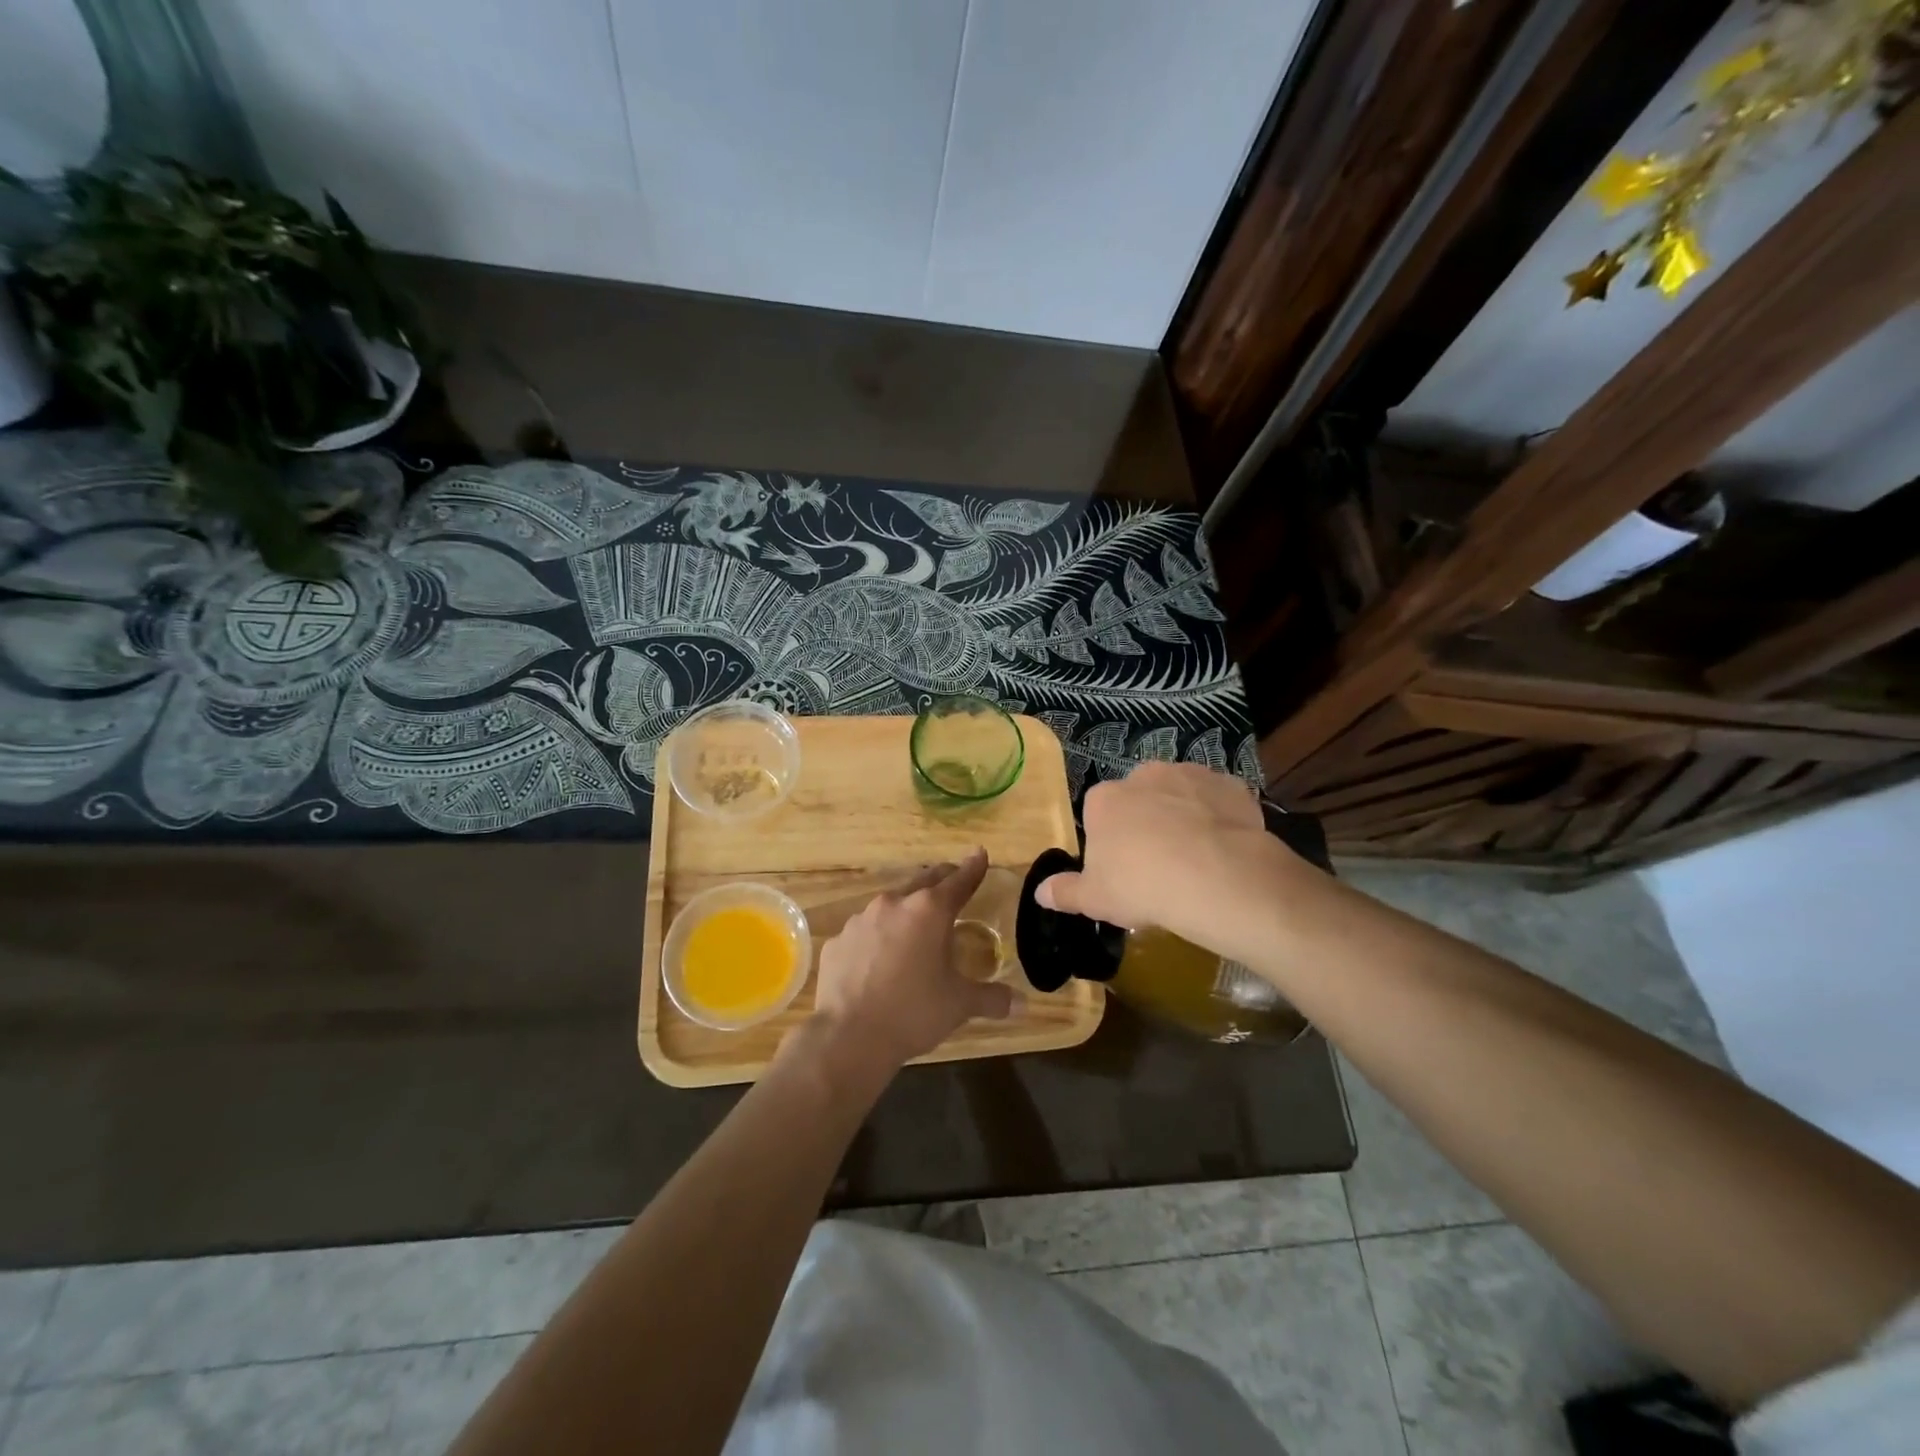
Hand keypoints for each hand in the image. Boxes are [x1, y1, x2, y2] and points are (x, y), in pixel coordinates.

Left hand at [807, 848, 1013, 1080]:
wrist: (848, 1037)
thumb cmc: (913, 1012)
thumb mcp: (959, 1005)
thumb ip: (992, 998)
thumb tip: (1021, 1004)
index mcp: (929, 911)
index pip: (959, 880)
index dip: (973, 867)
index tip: (979, 854)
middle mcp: (894, 904)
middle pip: (923, 883)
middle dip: (941, 881)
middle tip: (953, 883)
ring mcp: (860, 921)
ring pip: (890, 905)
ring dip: (906, 911)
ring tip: (915, 929)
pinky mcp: (838, 942)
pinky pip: (864, 932)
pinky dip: (876, 938)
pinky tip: (878, 960)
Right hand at [1036, 762, 1299, 950]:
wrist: (1215, 879)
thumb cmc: (1141, 886)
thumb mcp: (1094, 899)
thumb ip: (1064, 892)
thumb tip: (1040, 893)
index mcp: (1104, 799)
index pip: (1099, 813)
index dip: (1110, 840)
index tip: (1122, 868)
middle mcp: (1143, 775)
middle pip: (1139, 798)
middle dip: (1147, 821)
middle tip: (1159, 863)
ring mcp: (1188, 774)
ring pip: (1180, 795)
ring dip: (1183, 815)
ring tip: (1196, 858)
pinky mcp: (1229, 784)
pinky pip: (1218, 800)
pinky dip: (1220, 817)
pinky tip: (1225, 848)